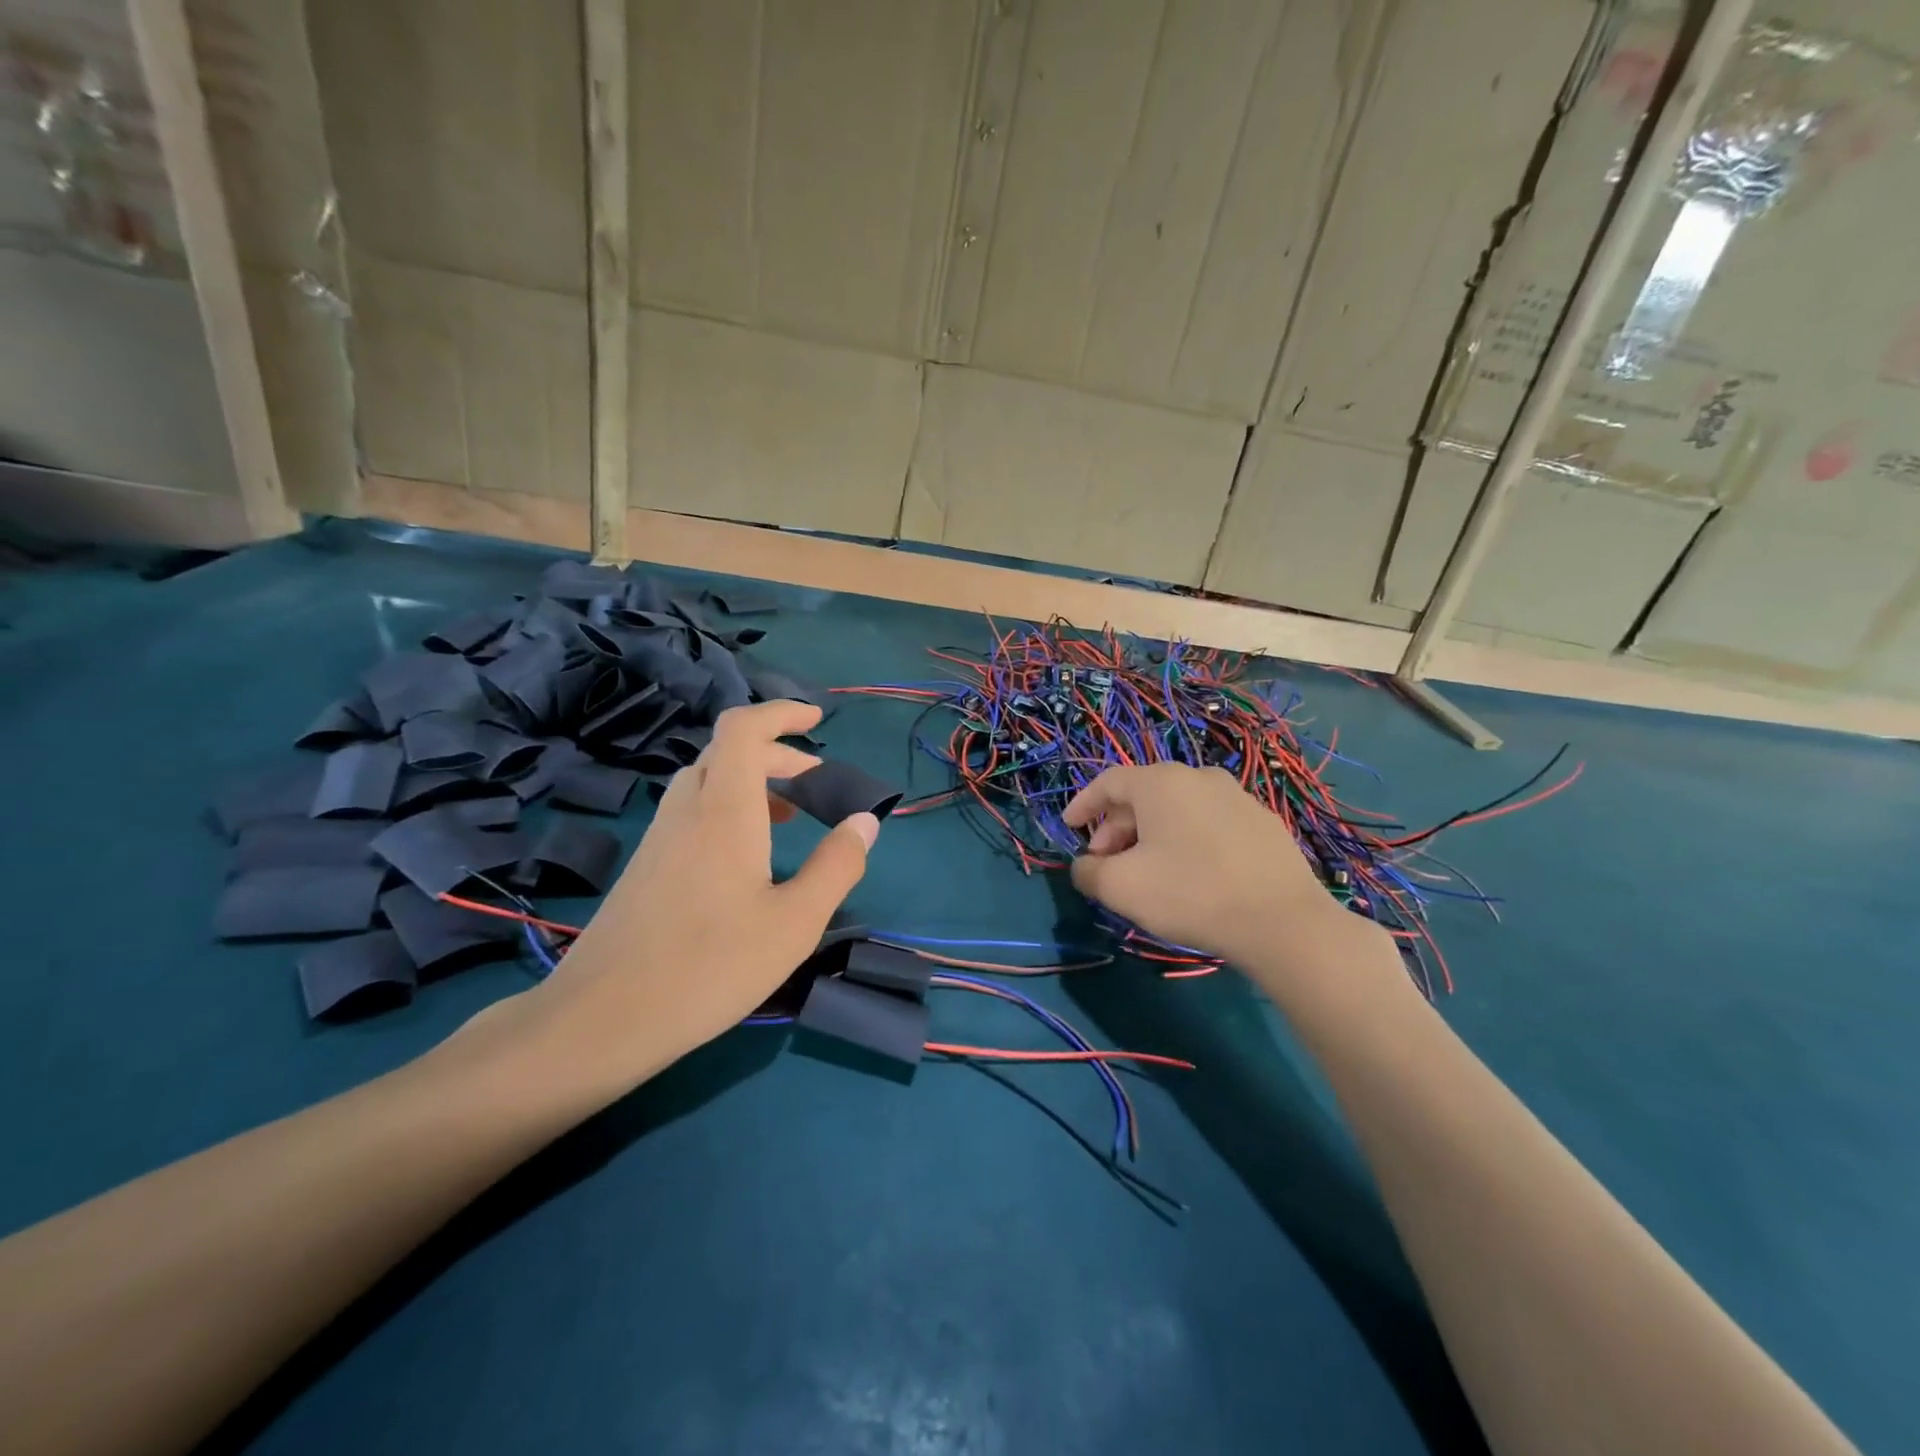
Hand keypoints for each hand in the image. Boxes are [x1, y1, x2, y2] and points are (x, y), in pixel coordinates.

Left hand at [518, 701, 878, 1092]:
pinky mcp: (644, 867)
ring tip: (787, 813)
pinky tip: (745, 857)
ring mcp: (658, 838)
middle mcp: (687, 811)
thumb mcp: (795, 922)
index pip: (744, 729)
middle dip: (776, 752)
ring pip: (706, 781)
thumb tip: (865, 821)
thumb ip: (837, 866)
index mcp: (724, 810)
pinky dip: (727, 808)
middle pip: (727, 751)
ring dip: (750, 780)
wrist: (601, 1019)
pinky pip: (691, 812)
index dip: (781, 713)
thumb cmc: (709, 966)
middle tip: (814, 779)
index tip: (817, 721)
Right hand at [1063, 762, 1388, 984]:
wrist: (1283, 923)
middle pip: (1143, 795)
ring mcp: (1237, 797)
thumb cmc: (1191, 894)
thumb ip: (1089, 873)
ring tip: (1146, 872)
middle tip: (1106, 864)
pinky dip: (1185, 839)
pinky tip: (1190, 873)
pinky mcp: (1263, 822)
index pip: (1108, 782)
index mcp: (1161, 782)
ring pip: (1177, 809)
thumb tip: (1084, 867)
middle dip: (1116, 828)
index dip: (1083, 804)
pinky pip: (1208, 822)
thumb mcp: (1122, 888)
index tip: (1069, 828)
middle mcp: (1199, 777)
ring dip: (1151, 835)